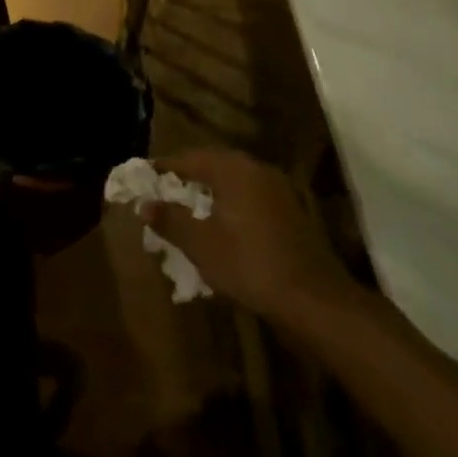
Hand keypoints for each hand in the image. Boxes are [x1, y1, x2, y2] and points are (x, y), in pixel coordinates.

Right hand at [146, 149, 361, 332]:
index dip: (164, 166)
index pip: (190, 157)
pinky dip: (230, 201)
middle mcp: (257, 170)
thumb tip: (145, 205)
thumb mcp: (200, 244)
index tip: (144, 175)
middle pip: (214, 163)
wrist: (313, 299)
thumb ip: (170, 220)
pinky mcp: (290, 211)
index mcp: (233, 170)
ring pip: (234, 179)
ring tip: (187, 205)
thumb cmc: (249, 264)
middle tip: (163, 188)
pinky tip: (220, 222)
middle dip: (187, 175)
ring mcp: (278, 189)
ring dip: (209, 188)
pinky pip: (250, 195)